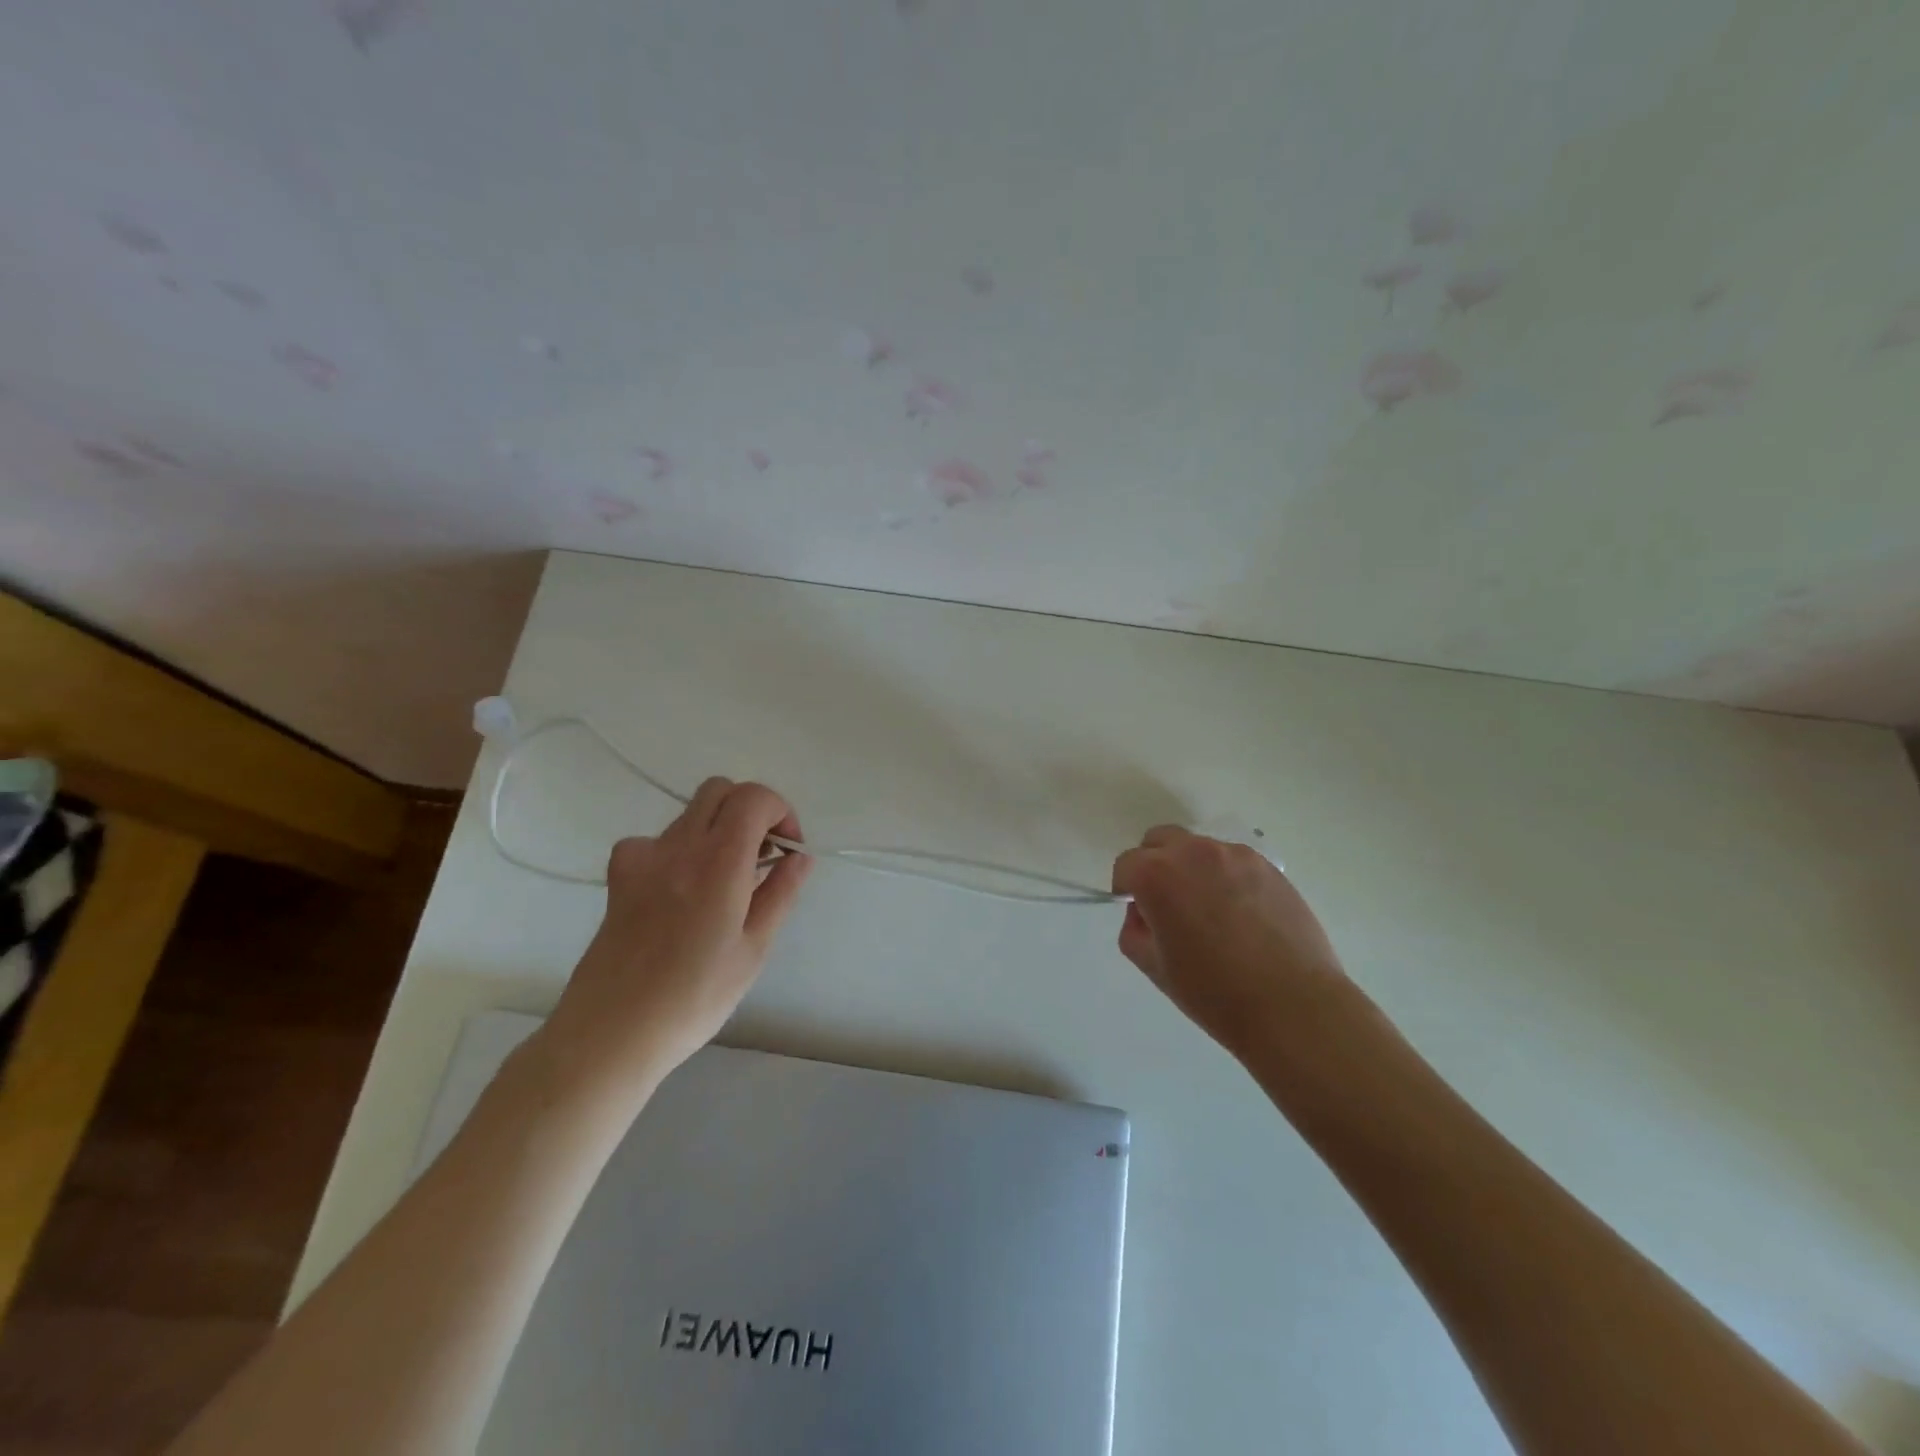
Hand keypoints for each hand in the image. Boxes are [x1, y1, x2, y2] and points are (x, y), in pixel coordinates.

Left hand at [538, 778, 811, 1099]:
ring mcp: (642, 857)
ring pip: (691, 812)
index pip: (753, 797)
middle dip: (752, 810)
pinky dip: (682, 848)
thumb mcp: (753, 949)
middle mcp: (678, 847)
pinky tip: (684, 888)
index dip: (781, 812)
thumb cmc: (694, 998)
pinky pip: (658, 839)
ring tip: (729, 881)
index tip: (788, 849)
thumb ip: (780, 893)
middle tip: (763, 856)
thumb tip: (800, 858)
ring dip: (720, 828)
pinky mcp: (619, 875)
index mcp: (718, 862)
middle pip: (720, 790)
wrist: (611, 1032)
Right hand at [1111, 826, 1352, 1062]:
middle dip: (1155, 866)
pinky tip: (1242, 916)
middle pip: (1160, 841)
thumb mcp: (1154, 967)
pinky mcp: (1268, 866)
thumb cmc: (1213, 992)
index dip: (1127, 890)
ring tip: (1213, 914)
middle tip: (1170, 906)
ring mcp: (1235, 855)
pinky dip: (1226, 878)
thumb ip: (1135, 929)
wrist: (1291, 1006)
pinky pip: (1233, 862)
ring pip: (1198, 850)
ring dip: (1193, 870)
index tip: (1142, 916)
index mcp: (1157, 875)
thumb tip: (1147, 913)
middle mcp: (1193, 852)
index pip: (1126, 865)